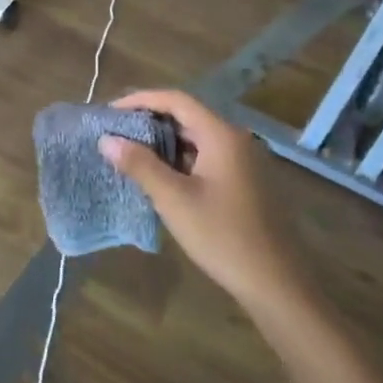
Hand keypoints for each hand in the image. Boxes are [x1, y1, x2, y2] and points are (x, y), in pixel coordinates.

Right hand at [99, 90, 308, 314]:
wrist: (275, 282)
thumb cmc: (222, 235)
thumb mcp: (173, 199)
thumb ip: (139, 165)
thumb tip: (106, 139)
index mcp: (222, 135)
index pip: (176, 100)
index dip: (140, 100)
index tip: (110, 112)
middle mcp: (236, 140)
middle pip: (187, 116)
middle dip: (149, 121)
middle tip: (115, 133)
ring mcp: (243, 161)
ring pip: (196, 139)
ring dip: (163, 142)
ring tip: (129, 153)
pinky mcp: (244, 182)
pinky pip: (206, 157)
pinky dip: (179, 159)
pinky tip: (159, 177)